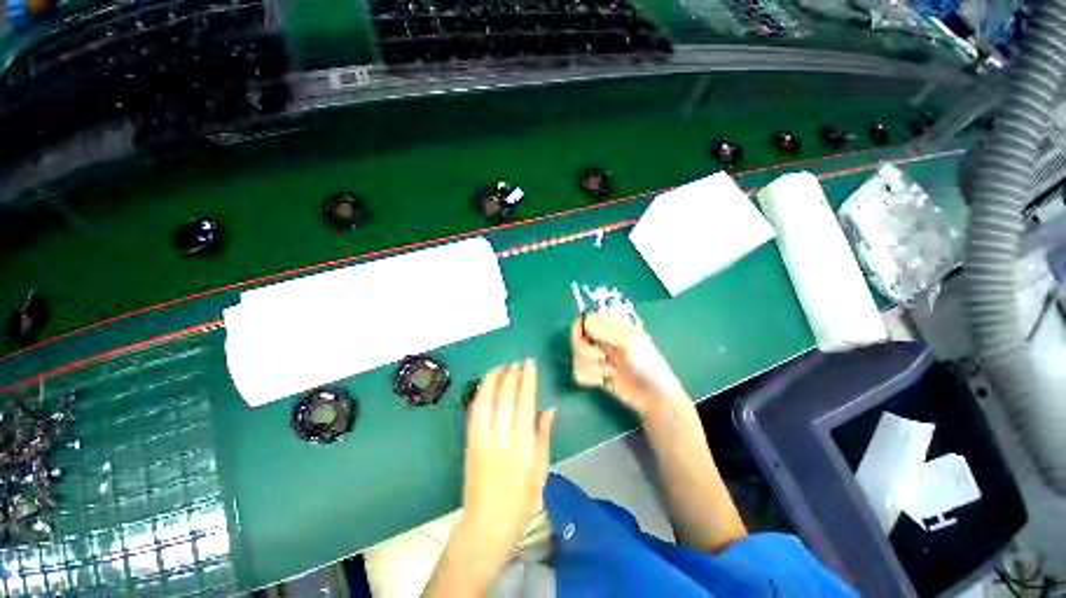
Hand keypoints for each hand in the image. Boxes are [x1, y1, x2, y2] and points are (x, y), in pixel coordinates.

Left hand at [462, 360, 555, 565]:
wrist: (488, 521)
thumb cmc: (522, 497)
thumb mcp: (541, 467)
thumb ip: (543, 434)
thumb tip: (549, 409)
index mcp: (522, 442)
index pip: (525, 401)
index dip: (527, 379)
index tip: (529, 363)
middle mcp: (501, 436)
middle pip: (505, 397)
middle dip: (511, 375)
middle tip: (515, 363)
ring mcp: (482, 438)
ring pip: (486, 400)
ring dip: (492, 381)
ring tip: (498, 367)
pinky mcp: (470, 442)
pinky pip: (474, 412)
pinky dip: (480, 395)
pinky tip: (485, 386)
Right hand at [571, 313, 686, 417]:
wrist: (653, 397)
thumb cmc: (647, 364)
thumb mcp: (629, 341)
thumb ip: (606, 329)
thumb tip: (585, 320)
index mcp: (611, 326)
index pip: (585, 319)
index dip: (582, 328)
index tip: (588, 337)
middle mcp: (601, 339)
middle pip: (576, 338)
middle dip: (586, 351)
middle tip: (602, 357)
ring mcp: (596, 357)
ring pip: (576, 357)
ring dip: (593, 367)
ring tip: (611, 371)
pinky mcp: (593, 374)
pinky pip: (577, 373)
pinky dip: (591, 379)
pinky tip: (605, 381)